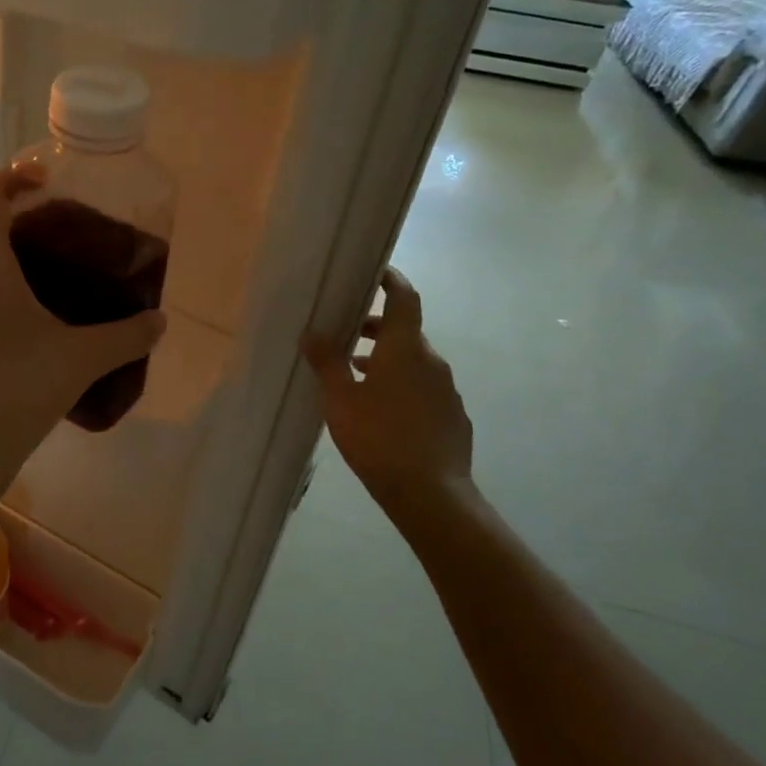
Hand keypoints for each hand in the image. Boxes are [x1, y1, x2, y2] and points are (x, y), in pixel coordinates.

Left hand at [0, 164, 165, 510]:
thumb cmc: (17, 390)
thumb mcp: (80, 360)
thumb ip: (126, 336)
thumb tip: (160, 321)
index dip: (15, 177)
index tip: (46, 184)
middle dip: (18, 238)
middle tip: (59, 257)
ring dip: (0, 279)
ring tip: (40, 305)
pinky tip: (10, 347)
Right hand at [303, 268, 472, 513]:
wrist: (430, 493)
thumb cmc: (378, 437)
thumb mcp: (340, 399)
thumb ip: (327, 362)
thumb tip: (313, 332)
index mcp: (406, 349)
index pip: (404, 299)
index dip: (392, 281)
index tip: (375, 272)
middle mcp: (432, 362)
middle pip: (405, 332)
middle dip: (376, 329)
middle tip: (346, 334)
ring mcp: (447, 391)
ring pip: (414, 363)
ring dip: (386, 360)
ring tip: (354, 377)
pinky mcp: (452, 418)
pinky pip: (423, 389)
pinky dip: (401, 386)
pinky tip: (380, 411)